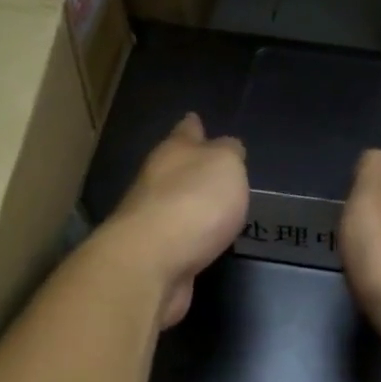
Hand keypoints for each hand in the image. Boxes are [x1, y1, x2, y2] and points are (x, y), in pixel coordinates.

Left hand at [97, 113, 248, 328]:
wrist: (150, 263)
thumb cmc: (194, 202)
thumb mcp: (225, 164)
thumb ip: (229, 153)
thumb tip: (227, 147)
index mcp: (174, 152)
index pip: (186, 131)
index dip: (193, 126)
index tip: (194, 119)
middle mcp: (156, 181)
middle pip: (175, 167)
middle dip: (190, 165)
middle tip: (212, 167)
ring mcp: (151, 219)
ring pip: (174, 203)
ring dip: (190, 203)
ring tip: (214, 206)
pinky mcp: (153, 254)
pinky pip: (177, 237)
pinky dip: (189, 237)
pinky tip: (203, 241)